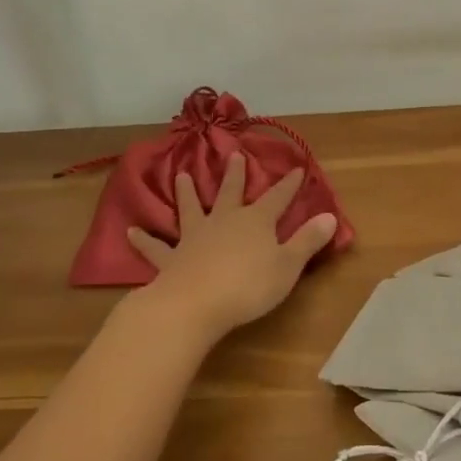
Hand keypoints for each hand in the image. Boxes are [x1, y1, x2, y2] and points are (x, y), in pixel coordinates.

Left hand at [126, 154, 337, 340]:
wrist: (194, 305)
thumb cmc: (248, 286)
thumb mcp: (287, 265)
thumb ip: (307, 241)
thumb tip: (330, 216)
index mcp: (256, 221)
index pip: (278, 198)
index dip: (288, 184)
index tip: (296, 168)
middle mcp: (224, 221)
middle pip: (231, 193)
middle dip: (236, 176)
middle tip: (234, 156)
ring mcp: (194, 238)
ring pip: (191, 209)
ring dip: (187, 193)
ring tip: (182, 175)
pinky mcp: (171, 260)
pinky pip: (155, 248)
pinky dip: (144, 240)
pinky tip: (130, 232)